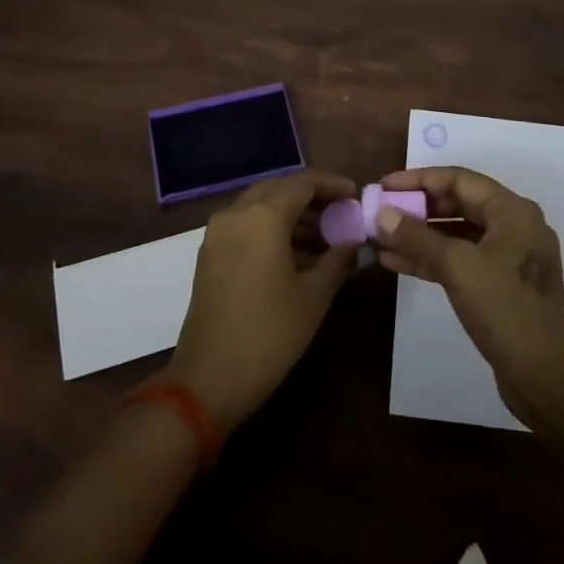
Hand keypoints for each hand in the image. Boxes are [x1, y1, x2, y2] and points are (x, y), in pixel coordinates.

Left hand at [170, 170, 359, 434]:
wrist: (209, 380)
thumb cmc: (269, 334)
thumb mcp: (314, 297)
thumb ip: (337, 260)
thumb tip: (353, 243)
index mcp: (263, 216)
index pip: (303, 182)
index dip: (332, 185)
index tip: (355, 196)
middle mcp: (236, 214)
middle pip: (279, 189)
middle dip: (311, 197)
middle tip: (340, 214)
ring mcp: (218, 234)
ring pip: (260, 206)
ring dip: (292, 215)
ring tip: (324, 240)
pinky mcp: (210, 255)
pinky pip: (245, 225)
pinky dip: (271, 229)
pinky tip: (296, 256)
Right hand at [373, 166, 563, 429]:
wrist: (546, 378)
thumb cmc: (506, 309)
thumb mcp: (458, 266)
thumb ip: (417, 237)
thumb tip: (382, 213)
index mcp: (512, 211)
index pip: (459, 179)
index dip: (419, 179)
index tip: (385, 185)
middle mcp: (513, 226)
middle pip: (458, 203)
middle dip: (417, 208)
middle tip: (381, 211)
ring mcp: (508, 257)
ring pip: (457, 234)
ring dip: (420, 235)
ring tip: (381, 238)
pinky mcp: (500, 285)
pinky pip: (461, 259)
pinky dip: (431, 259)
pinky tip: (397, 262)